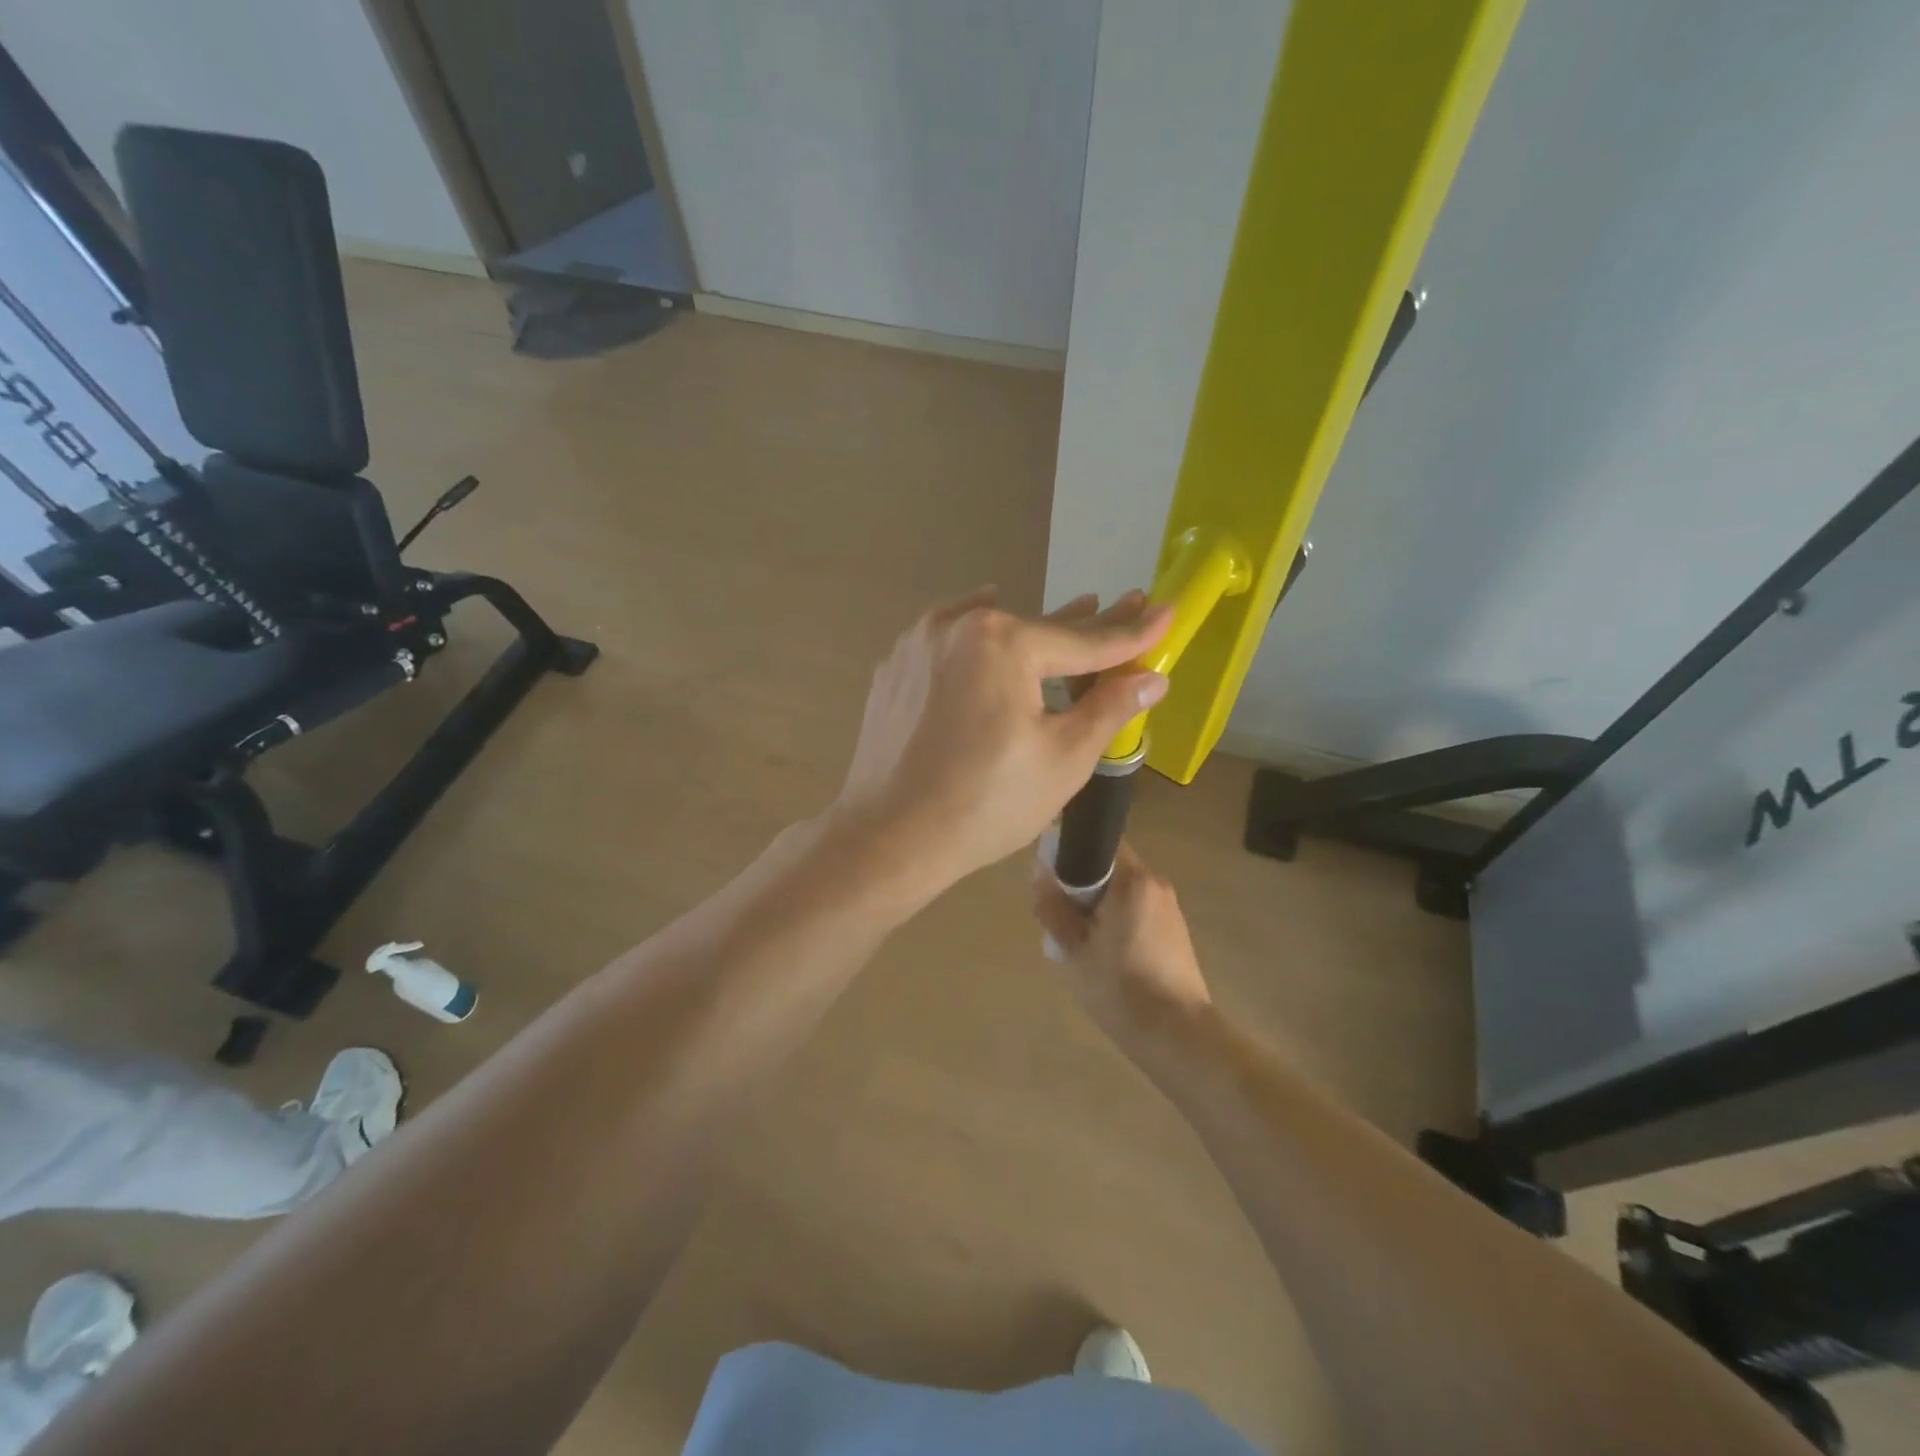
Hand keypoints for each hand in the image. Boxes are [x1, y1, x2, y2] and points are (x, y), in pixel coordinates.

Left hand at [832, 589, 1170, 899]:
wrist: (887, 838)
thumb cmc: (985, 804)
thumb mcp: (1063, 759)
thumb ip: (1109, 708)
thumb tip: (1150, 678)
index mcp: (1004, 642)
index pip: (1085, 639)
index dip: (1132, 631)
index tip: (1165, 611)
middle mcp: (957, 626)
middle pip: (1038, 629)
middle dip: (1085, 624)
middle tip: (1127, 604)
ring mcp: (918, 645)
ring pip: (991, 633)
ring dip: (1032, 632)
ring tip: (1071, 616)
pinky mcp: (895, 670)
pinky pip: (951, 647)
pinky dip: (980, 643)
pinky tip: (989, 635)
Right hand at [1032, 842, 1212, 1044]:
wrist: (1177, 1034)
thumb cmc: (1120, 986)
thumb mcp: (1074, 947)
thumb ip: (1053, 906)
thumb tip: (1039, 874)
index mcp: (1133, 879)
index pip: (1098, 843)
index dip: (1068, 855)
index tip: (1048, 879)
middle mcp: (1155, 884)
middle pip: (1109, 868)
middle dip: (1080, 885)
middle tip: (1057, 915)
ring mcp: (1169, 908)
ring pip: (1121, 891)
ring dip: (1097, 905)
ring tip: (1078, 939)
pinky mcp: (1174, 932)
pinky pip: (1136, 910)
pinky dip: (1115, 919)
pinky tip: (1103, 952)